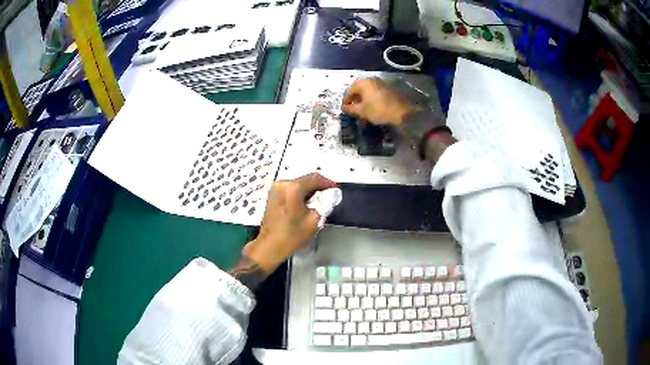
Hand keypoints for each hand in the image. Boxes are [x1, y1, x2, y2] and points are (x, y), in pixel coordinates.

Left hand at [243, 173, 337, 272]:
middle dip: (318, 187)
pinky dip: (300, 193)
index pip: (315, 178)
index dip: (328, 183)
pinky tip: (306, 203)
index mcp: (293, 188)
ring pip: (298, 184)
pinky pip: (290, 189)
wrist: (269, 246)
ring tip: (319, 201)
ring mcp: (276, 188)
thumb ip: (324, 204)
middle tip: (329, 196)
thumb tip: (330, 195)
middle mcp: (283, 183)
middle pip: (305, 179)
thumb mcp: (314, 220)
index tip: (336, 189)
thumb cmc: (292, 235)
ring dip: (309, 190)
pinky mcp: (273, 194)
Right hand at [342, 78, 421, 125]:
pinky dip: (371, 98)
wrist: (402, 112)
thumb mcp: (362, 111)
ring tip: (362, 109)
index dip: (345, 101)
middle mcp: (371, 79)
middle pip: (358, 89)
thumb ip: (351, 109)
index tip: (345, 109)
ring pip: (367, 90)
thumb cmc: (379, 110)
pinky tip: (372, 107)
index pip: (349, 91)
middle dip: (354, 99)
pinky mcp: (388, 87)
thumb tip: (344, 108)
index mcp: (362, 82)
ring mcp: (380, 82)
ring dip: (363, 99)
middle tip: (353, 109)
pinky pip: (375, 92)